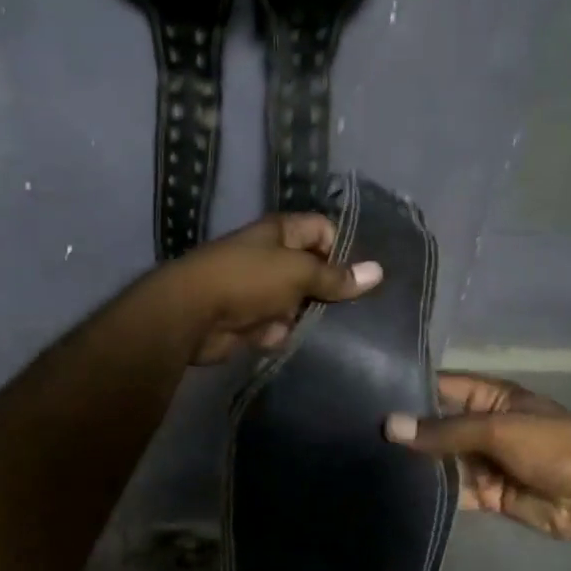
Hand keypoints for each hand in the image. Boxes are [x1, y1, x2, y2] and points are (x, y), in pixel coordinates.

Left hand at [165, 213, 380, 364]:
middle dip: (330, 289)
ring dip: (308, 317)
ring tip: (334, 331)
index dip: (343, 249)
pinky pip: (280, 327)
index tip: (360, 276)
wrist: (192, 316)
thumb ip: (336, 276)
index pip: (323, 231)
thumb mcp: (299, 272)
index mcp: (281, 233)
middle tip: (358, 309)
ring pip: (299, 303)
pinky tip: (292, 340)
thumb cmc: (248, 279)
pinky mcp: (251, 321)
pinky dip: (283, 334)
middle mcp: (271, 258)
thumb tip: (378, 272)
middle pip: (313, 270)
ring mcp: (260, 291)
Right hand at [385, 374, 570, 541]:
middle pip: (439, 425)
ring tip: (370, 464)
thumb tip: (389, 425)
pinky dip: (434, 492)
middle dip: (409, 431)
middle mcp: (485, 425)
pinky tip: (400, 493)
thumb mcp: (498, 429)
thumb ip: (444, 431)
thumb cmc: (552, 447)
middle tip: (360, 435)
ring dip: (417, 464)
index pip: (443, 386)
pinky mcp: (487, 493)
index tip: (368, 394)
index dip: (411, 389)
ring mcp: (486, 461)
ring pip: (444, 460)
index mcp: (492, 397)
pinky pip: (455, 490)